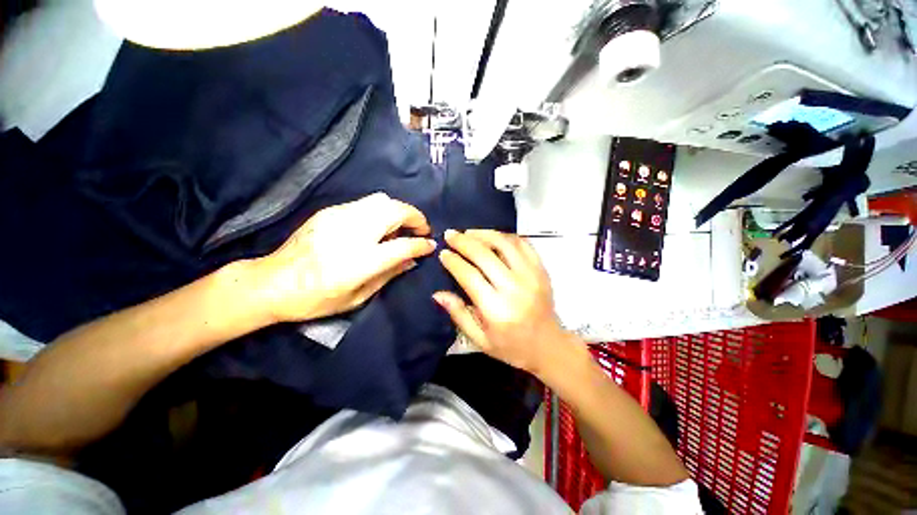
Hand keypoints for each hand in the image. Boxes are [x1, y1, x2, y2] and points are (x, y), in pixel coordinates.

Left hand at [253, 193, 435, 321]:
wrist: (272, 282)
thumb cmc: (316, 299)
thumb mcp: (358, 296)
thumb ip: (389, 274)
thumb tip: (413, 260)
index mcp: (361, 261)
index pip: (403, 245)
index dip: (422, 244)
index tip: (431, 244)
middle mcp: (353, 233)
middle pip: (395, 211)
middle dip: (416, 217)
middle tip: (421, 230)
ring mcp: (339, 217)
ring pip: (381, 200)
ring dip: (399, 211)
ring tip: (401, 226)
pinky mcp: (329, 211)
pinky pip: (365, 203)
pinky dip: (381, 210)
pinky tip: (378, 225)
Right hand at [434, 229, 570, 376]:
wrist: (548, 346)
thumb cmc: (511, 346)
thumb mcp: (480, 340)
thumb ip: (458, 314)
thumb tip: (437, 294)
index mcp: (496, 309)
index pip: (469, 275)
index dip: (453, 261)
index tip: (443, 253)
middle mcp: (514, 288)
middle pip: (484, 255)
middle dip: (463, 241)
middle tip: (450, 234)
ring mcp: (531, 275)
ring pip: (504, 243)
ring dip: (484, 234)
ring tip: (469, 232)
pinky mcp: (541, 270)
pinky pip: (523, 244)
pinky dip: (506, 237)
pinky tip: (493, 237)